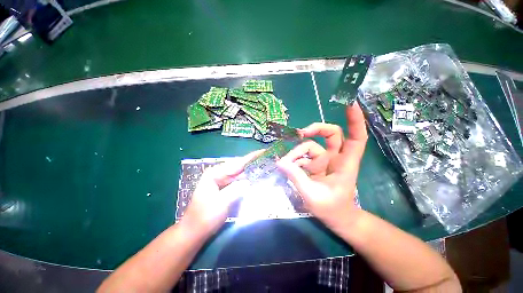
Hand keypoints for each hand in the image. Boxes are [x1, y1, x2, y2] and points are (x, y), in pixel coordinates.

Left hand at [181, 150, 263, 235]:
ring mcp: (221, 180)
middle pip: (239, 166)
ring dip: (251, 170)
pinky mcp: (224, 187)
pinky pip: (238, 180)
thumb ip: (235, 189)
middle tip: (268, 159)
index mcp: (214, 173)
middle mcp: (218, 173)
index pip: (237, 163)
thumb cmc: (204, 218)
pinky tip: (256, 177)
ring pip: (239, 173)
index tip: (264, 151)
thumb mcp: (221, 203)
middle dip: (253, 162)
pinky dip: (247, 178)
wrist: (194, 231)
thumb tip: (249, 181)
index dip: (251, 157)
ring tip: (265, 165)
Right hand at [277, 104, 367, 229]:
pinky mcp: (315, 165)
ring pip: (311, 146)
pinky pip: (303, 156)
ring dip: (297, 153)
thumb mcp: (312, 194)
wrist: (336, 218)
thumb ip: (296, 177)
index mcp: (345, 163)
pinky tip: (286, 167)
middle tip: (299, 133)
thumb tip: (280, 162)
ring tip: (285, 163)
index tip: (349, 103)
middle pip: (331, 134)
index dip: (355, 120)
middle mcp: (336, 157)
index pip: (356, 137)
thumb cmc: (331, 208)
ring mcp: (324, 160)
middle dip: (315, 130)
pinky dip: (295, 159)